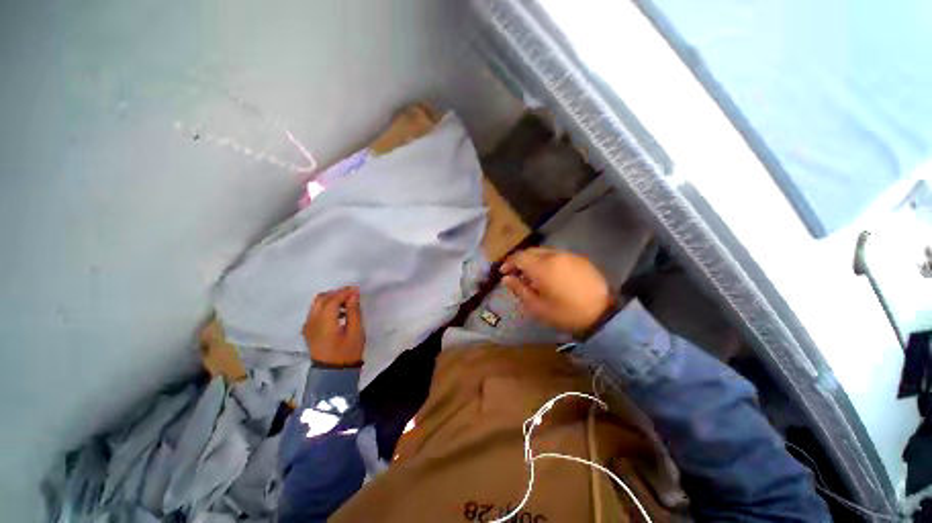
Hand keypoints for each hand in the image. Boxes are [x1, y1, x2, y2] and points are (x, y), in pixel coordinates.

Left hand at [302, 287, 364, 366]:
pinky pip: (315, 311)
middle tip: (351, 294)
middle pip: (321, 299)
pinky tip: (338, 312)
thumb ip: (354, 311)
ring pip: (317, 304)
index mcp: (323, 323)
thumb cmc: (348, 352)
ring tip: (347, 302)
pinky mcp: (308, 330)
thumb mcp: (356, 332)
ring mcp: (308, 326)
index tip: (356, 290)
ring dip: (331, 298)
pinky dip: (326, 306)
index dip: (344, 292)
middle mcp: (311, 322)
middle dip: (336, 293)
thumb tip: (353, 294)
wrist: (333, 373)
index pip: (331, 300)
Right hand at [500, 248, 615, 336]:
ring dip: (534, 260)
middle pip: (530, 251)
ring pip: (544, 252)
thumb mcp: (537, 307)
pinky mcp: (579, 258)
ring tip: (533, 275)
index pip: (518, 257)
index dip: (508, 263)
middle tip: (517, 274)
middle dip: (520, 260)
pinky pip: (557, 255)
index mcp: (541, 267)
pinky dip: (547, 261)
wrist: (603, 313)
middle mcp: (554, 255)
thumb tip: (506, 279)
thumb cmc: (565, 313)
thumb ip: (519, 290)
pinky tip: (550, 274)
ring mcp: (568, 255)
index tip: (503, 273)